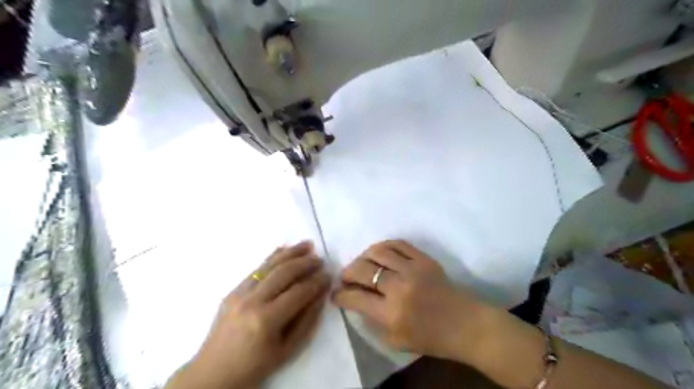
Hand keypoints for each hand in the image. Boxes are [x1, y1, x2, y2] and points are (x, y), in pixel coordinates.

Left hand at [168, 241, 329, 387]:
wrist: (212, 374)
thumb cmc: (254, 367)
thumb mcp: (287, 351)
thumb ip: (307, 320)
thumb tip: (320, 295)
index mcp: (267, 320)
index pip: (299, 292)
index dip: (316, 282)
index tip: (329, 275)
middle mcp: (252, 301)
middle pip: (284, 272)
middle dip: (305, 263)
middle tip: (320, 259)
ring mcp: (239, 293)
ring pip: (269, 265)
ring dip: (290, 253)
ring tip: (307, 245)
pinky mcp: (232, 291)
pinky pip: (256, 269)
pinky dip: (272, 257)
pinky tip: (283, 249)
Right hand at [333, 239, 490, 362]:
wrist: (464, 323)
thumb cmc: (429, 337)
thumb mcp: (395, 341)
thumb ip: (372, 320)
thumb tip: (355, 300)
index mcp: (391, 313)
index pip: (356, 297)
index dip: (340, 294)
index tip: (336, 293)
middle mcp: (399, 287)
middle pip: (363, 270)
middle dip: (347, 272)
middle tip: (345, 277)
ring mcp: (412, 269)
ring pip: (377, 252)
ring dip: (363, 257)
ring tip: (361, 263)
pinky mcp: (423, 258)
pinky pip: (397, 243)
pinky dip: (383, 246)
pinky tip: (378, 253)